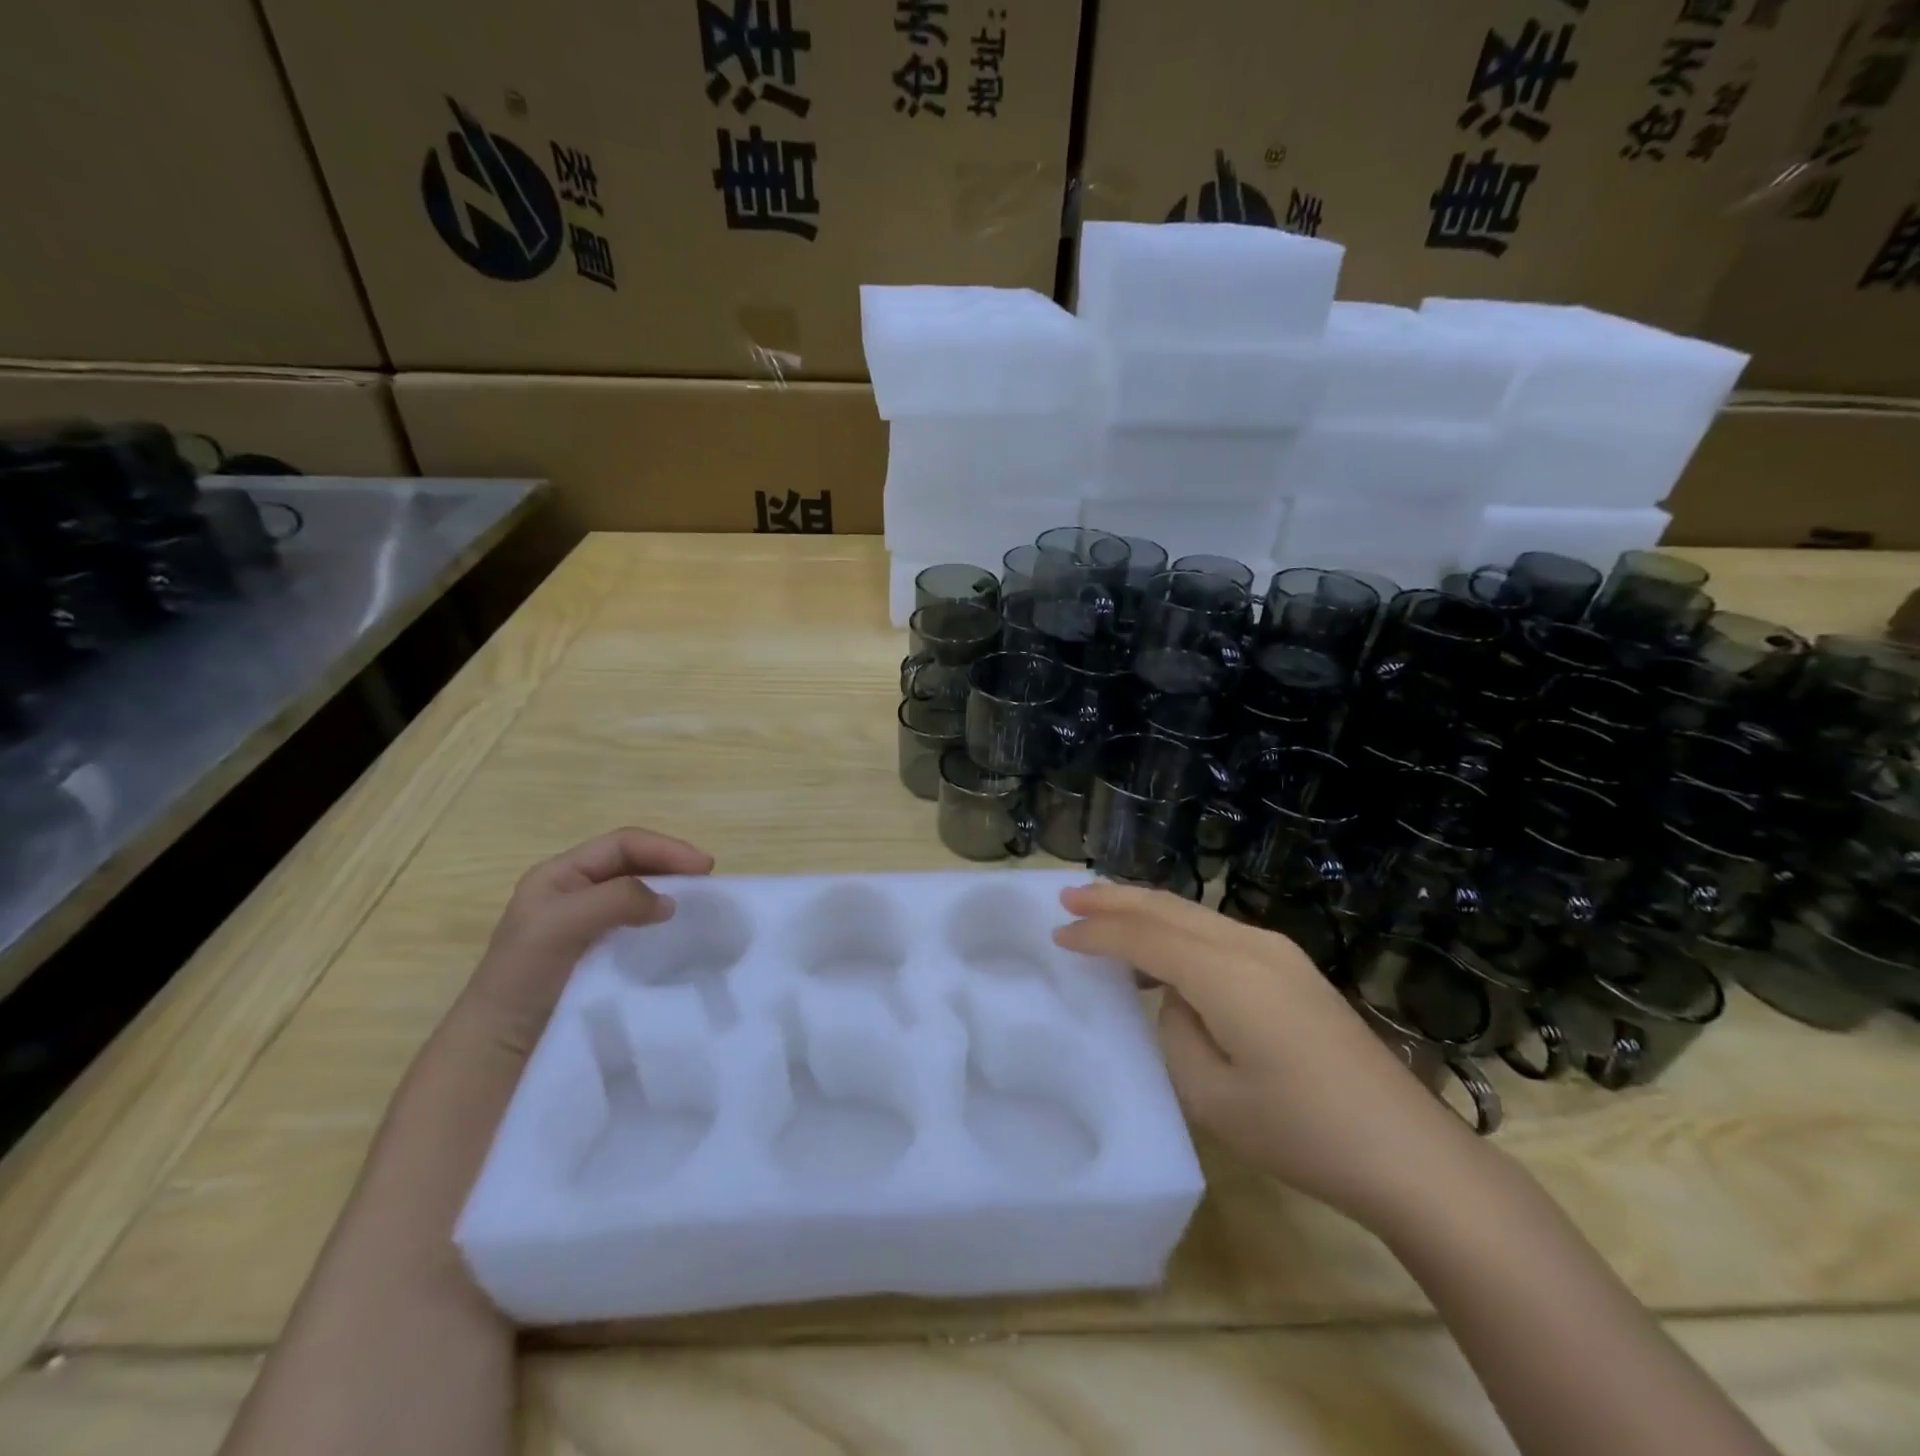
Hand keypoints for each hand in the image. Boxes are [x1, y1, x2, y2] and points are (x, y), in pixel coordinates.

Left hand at [460, 827, 714, 1056]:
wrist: (501, 1051)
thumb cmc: (524, 977)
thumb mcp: (560, 925)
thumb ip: (615, 900)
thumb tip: (670, 901)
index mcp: (560, 875)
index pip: (623, 845)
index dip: (666, 848)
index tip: (704, 868)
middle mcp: (576, 894)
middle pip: (636, 866)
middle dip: (673, 868)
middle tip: (708, 886)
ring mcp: (589, 927)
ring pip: (641, 897)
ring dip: (672, 897)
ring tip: (701, 909)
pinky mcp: (602, 958)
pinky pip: (641, 930)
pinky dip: (665, 927)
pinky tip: (680, 939)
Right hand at [1053, 881, 1482, 1227]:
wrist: (1409, 1154)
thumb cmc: (1302, 1131)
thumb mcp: (1211, 1094)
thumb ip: (1175, 1029)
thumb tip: (1176, 999)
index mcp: (1226, 972)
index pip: (1144, 937)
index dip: (1097, 932)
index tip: (1057, 932)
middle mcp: (1251, 945)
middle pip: (1169, 907)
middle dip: (1115, 898)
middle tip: (1068, 894)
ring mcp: (1278, 953)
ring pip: (1194, 914)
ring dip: (1146, 911)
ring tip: (1102, 913)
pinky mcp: (1292, 969)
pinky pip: (1217, 933)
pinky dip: (1177, 931)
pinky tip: (1162, 953)